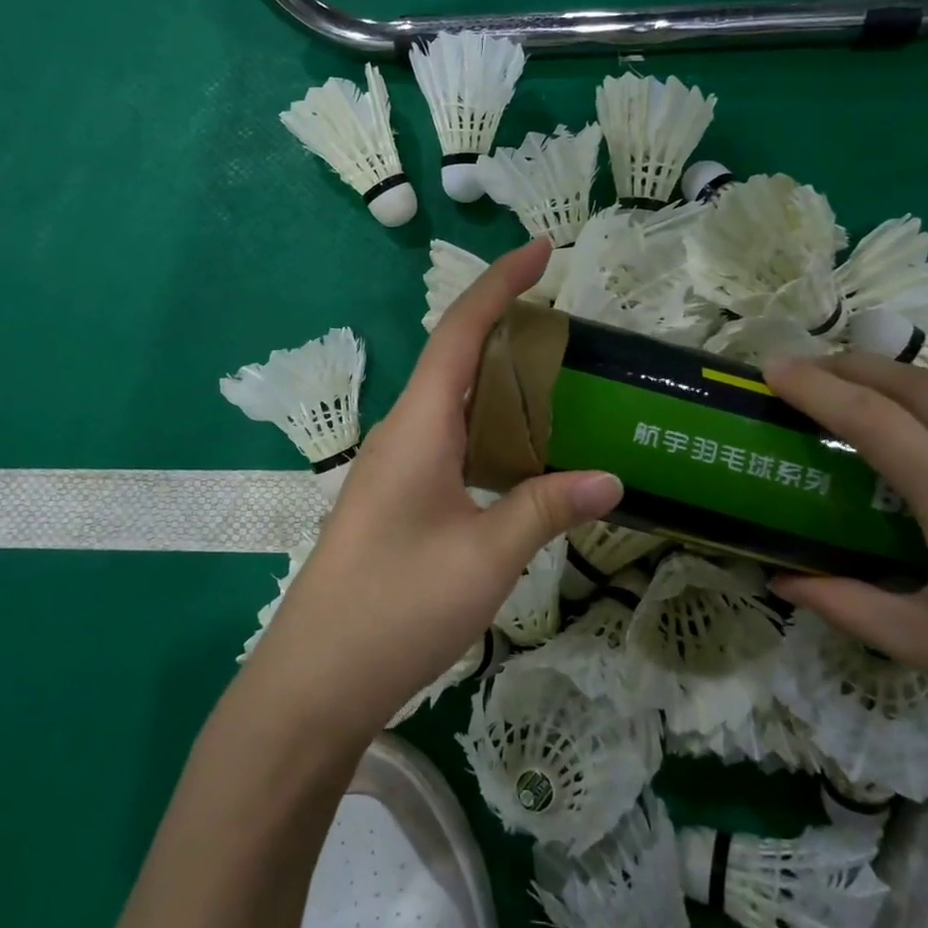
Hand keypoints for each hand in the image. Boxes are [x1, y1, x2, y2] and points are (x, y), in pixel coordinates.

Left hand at [246, 240, 621, 740]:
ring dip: (500, 376)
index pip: (462, 330)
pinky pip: (449, 435)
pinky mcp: (396, 494)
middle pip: (457, 355)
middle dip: (507, 323)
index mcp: (420, 423)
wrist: (315, 678)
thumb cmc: (397, 606)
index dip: (501, 282)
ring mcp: (395, 463)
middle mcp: (403, 429)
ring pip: (453, 398)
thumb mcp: (487, 556)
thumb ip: (547, 508)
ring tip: (557, 376)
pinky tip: (521, 449)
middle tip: (568, 322)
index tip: (543, 249)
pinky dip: (489, 422)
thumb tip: (612, 478)